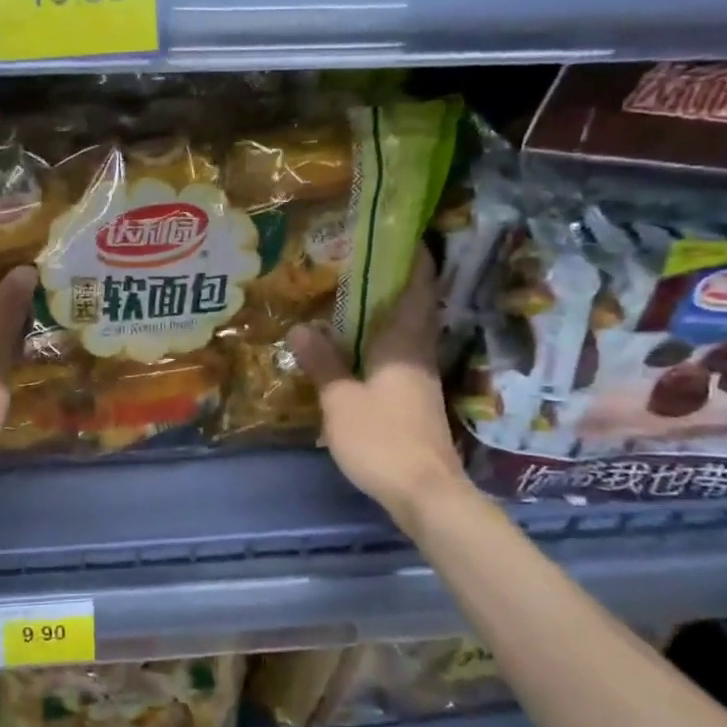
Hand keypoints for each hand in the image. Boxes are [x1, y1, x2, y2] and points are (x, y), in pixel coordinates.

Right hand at [285, 246, 467, 514]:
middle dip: (397, 282)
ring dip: (388, 313)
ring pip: (407, 332)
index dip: (415, 260)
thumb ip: (323, 362)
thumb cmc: (382, 438)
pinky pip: (400, 355)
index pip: (418, 288)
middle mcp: (418, 353)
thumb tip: (302, 326)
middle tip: (364, 262)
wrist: (424, 491)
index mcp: (404, 343)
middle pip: (415, 307)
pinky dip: (383, 341)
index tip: (404, 235)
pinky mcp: (416, 400)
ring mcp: (421, 378)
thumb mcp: (341, 400)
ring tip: (355, 298)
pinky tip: (359, 347)